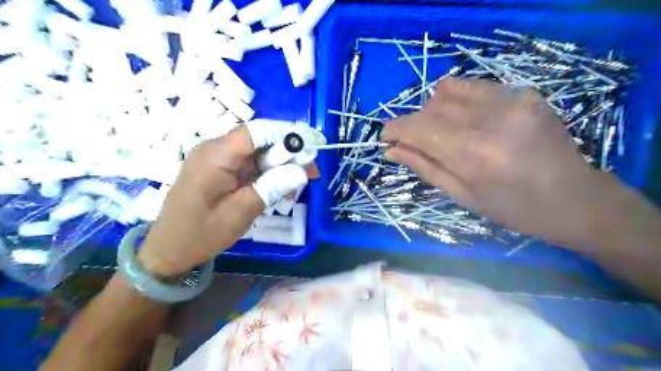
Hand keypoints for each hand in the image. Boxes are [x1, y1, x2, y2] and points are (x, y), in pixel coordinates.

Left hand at [138, 127, 307, 276]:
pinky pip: (249, 163)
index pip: (256, 131)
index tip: (312, 147)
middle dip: (288, 153)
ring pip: (258, 152)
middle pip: (259, 140)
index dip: (286, 135)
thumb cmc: (200, 234)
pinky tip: (281, 187)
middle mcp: (215, 149)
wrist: (168, 250)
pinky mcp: (220, 168)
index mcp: (215, 156)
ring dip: (281, 165)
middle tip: (312, 171)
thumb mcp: (240, 213)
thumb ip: (271, 188)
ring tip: (301, 181)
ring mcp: (216, 158)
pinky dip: (268, 173)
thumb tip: (302, 171)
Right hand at [383, 77, 613, 246]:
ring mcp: (510, 101)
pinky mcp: (524, 93)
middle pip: (429, 107)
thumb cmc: (512, 208)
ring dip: (435, 110)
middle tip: (419, 143)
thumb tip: (390, 150)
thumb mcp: (461, 195)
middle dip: (415, 124)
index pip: (417, 128)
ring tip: (445, 131)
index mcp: (472, 155)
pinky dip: (459, 100)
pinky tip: (468, 119)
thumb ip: (423, 167)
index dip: (394, 129)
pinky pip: (473, 86)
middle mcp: (489, 121)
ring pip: (447, 90)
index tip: (385, 136)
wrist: (574, 199)